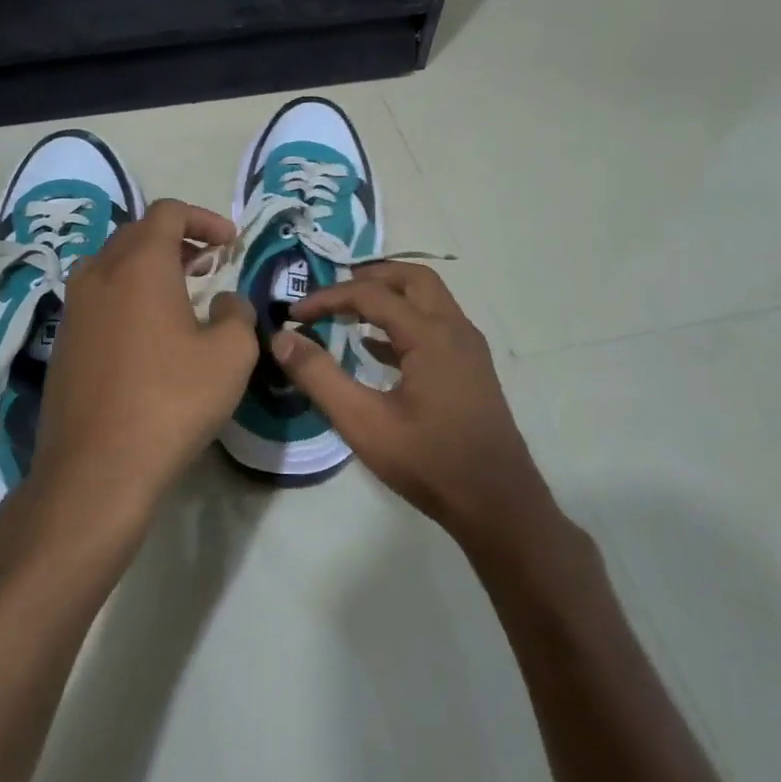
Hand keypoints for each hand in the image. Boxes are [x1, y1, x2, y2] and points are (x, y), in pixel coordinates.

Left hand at [21, 198, 256, 543]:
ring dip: (150, 267)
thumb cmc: (171, 402)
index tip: (230, 243)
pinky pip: (99, 297)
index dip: (205, 218)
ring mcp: (74, 308)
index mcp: (139, 265)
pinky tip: (149, 331)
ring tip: (182, 292)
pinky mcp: (64, 341)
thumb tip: (224, 302)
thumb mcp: (230, 355)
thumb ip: (237, 314)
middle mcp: (98, 273)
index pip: (168, 212)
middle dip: (179, 239)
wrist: (96, 468)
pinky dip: (128, 294)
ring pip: (113, 264)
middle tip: (210, 263)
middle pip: (138, 233)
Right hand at [274, 263, 549, 538]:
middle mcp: (455, 329)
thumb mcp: (363, 422)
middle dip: (369, 276)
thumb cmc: (429, 462)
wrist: (498, 504)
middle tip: (331, 292)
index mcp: (431, 335)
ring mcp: (469, 348)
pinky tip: (375, 348)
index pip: (371, 294)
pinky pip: (436, 324)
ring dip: (390, 295)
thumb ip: (319, 377)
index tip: (294, 314)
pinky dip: (404, 320)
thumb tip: (282, 339)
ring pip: (428, 299)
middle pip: (412, 278)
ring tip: (349, 311)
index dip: (328, 298)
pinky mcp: (471, 369)